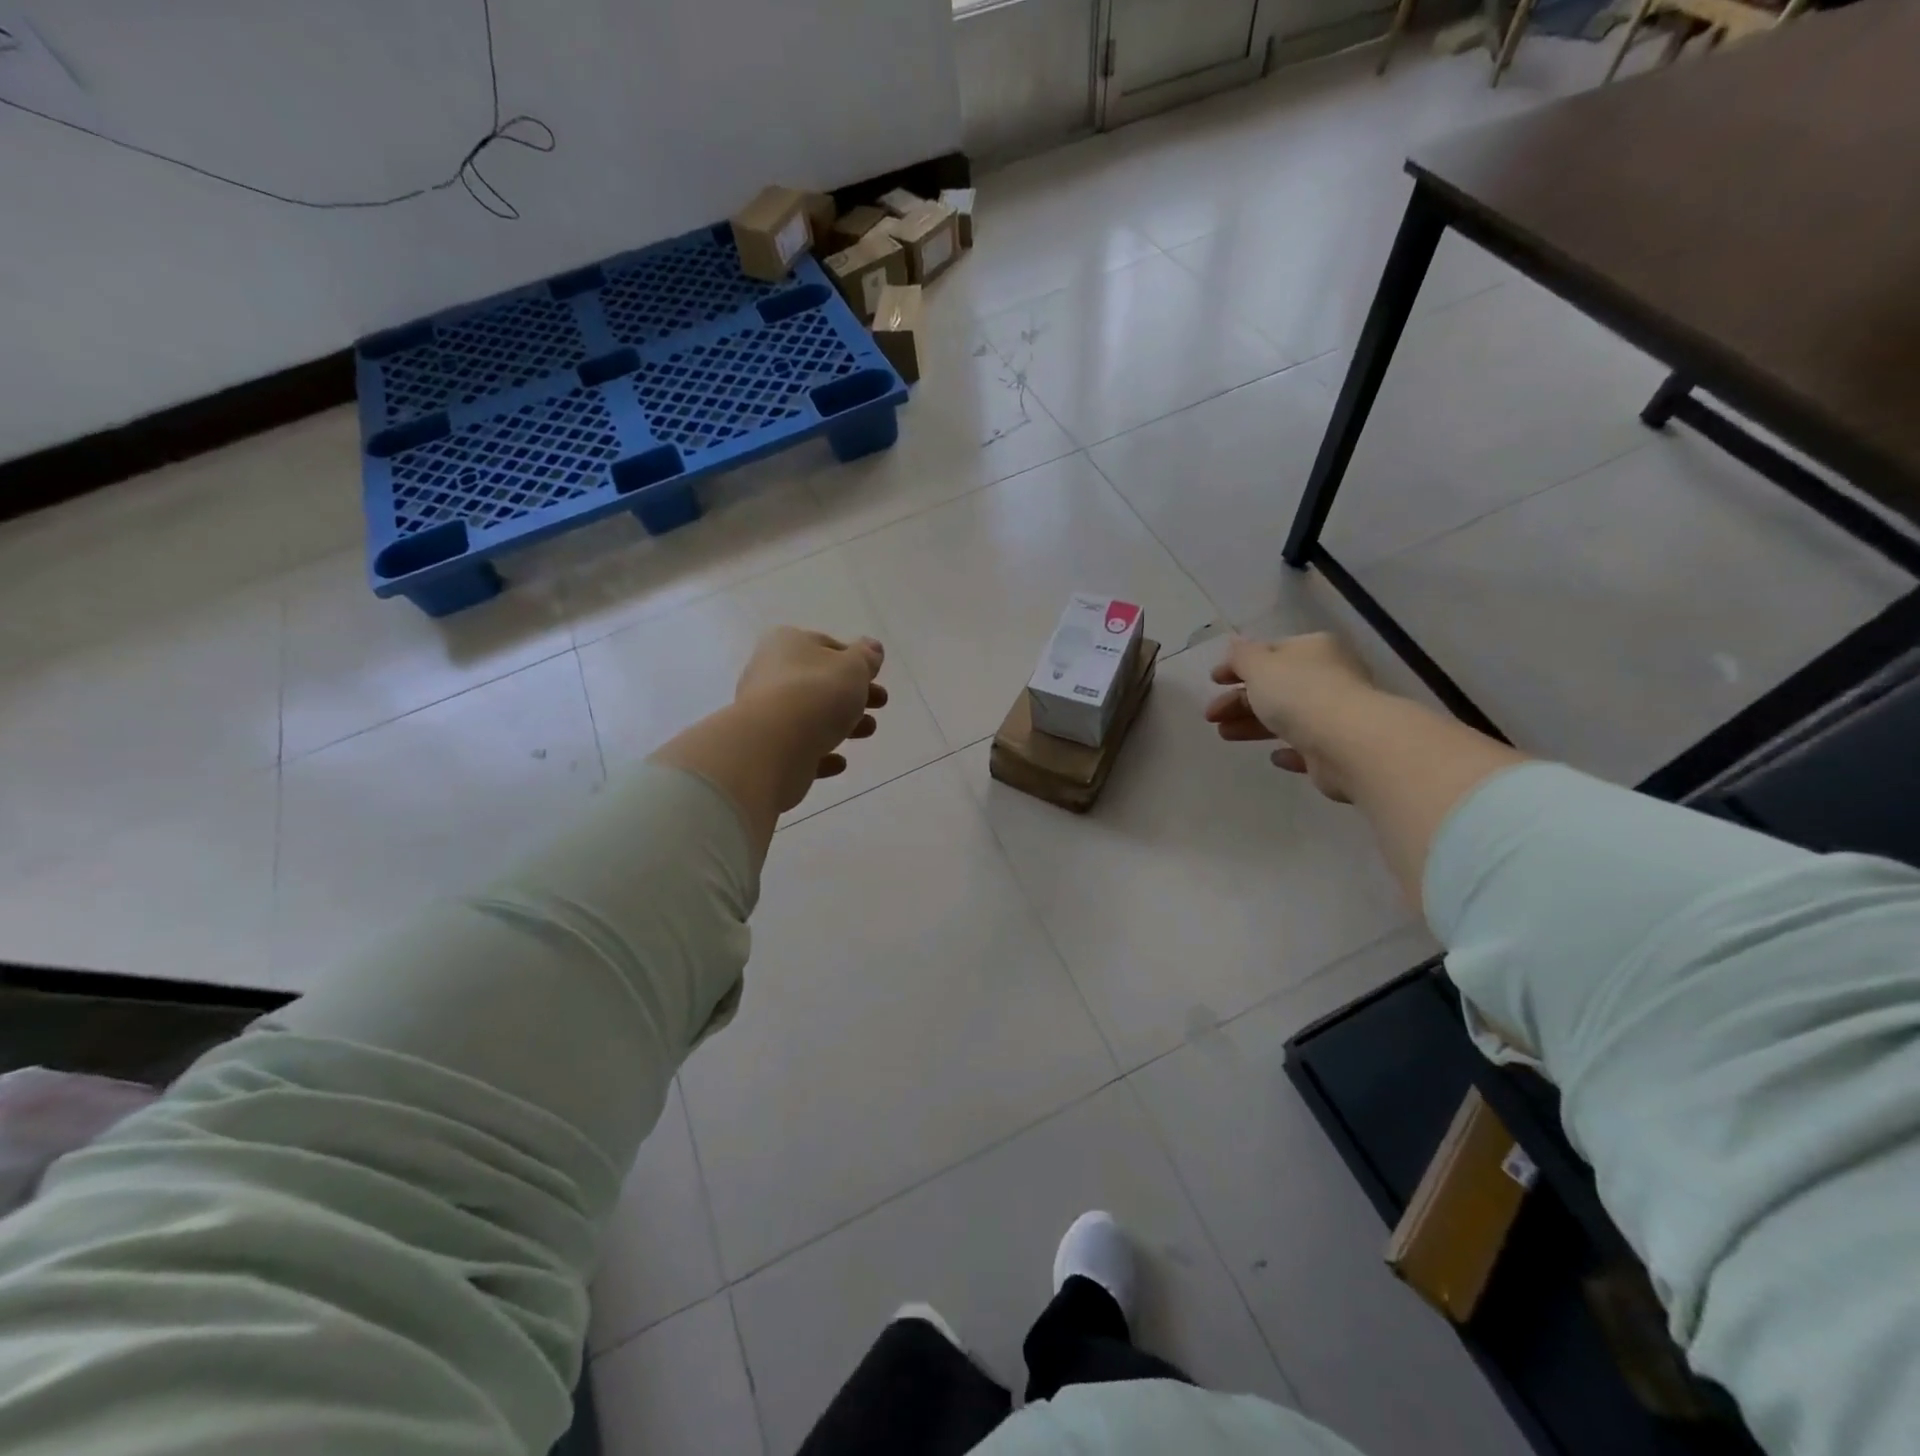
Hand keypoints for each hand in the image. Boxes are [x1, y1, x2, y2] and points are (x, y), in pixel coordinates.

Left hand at [734, 628, 887, 809]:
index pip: (825, 645)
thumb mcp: (853, 667)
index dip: (853, 660)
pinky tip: (839, 762)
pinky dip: (819, 751)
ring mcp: (764, 712)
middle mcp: (768, 672)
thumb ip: (866, 657)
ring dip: (842, 722)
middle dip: (852, 693)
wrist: (773, 745)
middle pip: (819, 681)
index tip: (875, 676)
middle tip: (880, 703)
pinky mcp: (765, 747)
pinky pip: (798, 746)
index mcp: (786, 643)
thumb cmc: (817, 693)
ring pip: (810, 714)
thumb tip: (872, 647)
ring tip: (868, 731)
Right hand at [1204, 633, 1371, 799]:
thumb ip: (1242, 657)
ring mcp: (1336, 714)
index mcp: (1313, 650)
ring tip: (1224, 735)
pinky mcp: (1337, 749)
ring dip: (1253, 724)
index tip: (1213, 681)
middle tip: (1211, 715)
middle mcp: (1329, 677)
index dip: (1239, 665)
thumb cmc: (1299, 694)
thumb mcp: (1260, 666)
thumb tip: (1235, 644)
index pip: (1271, 652)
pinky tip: (1273, 757)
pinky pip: (1307, 746)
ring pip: (1287, 717)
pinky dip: (1288, 749)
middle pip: (1276, 687)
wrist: (1348, 743)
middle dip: (1239, 700)